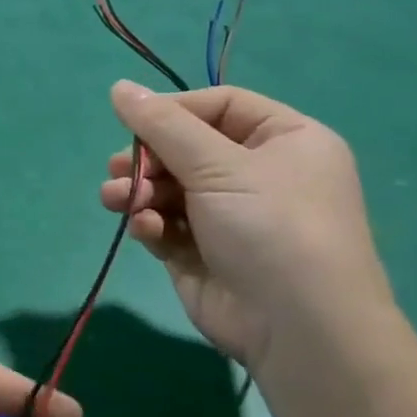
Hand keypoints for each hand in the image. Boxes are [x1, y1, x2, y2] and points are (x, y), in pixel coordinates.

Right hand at [100, 82, 396, 377]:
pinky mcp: (202, 251)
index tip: (132, 122)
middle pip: (185, 146)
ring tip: (117, 199)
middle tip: (121, 169)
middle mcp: (259, 174)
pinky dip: (149, 221)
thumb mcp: (218, 165)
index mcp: (285, 141)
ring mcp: (230, 215)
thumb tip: (118, 86)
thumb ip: (162, 125)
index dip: (172, 111)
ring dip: (138, 189)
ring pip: (168, 185)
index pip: (218, 106)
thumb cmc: (271, 228)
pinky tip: (145, 229)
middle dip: (148, 158)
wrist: (299, 330)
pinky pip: (165, 222)